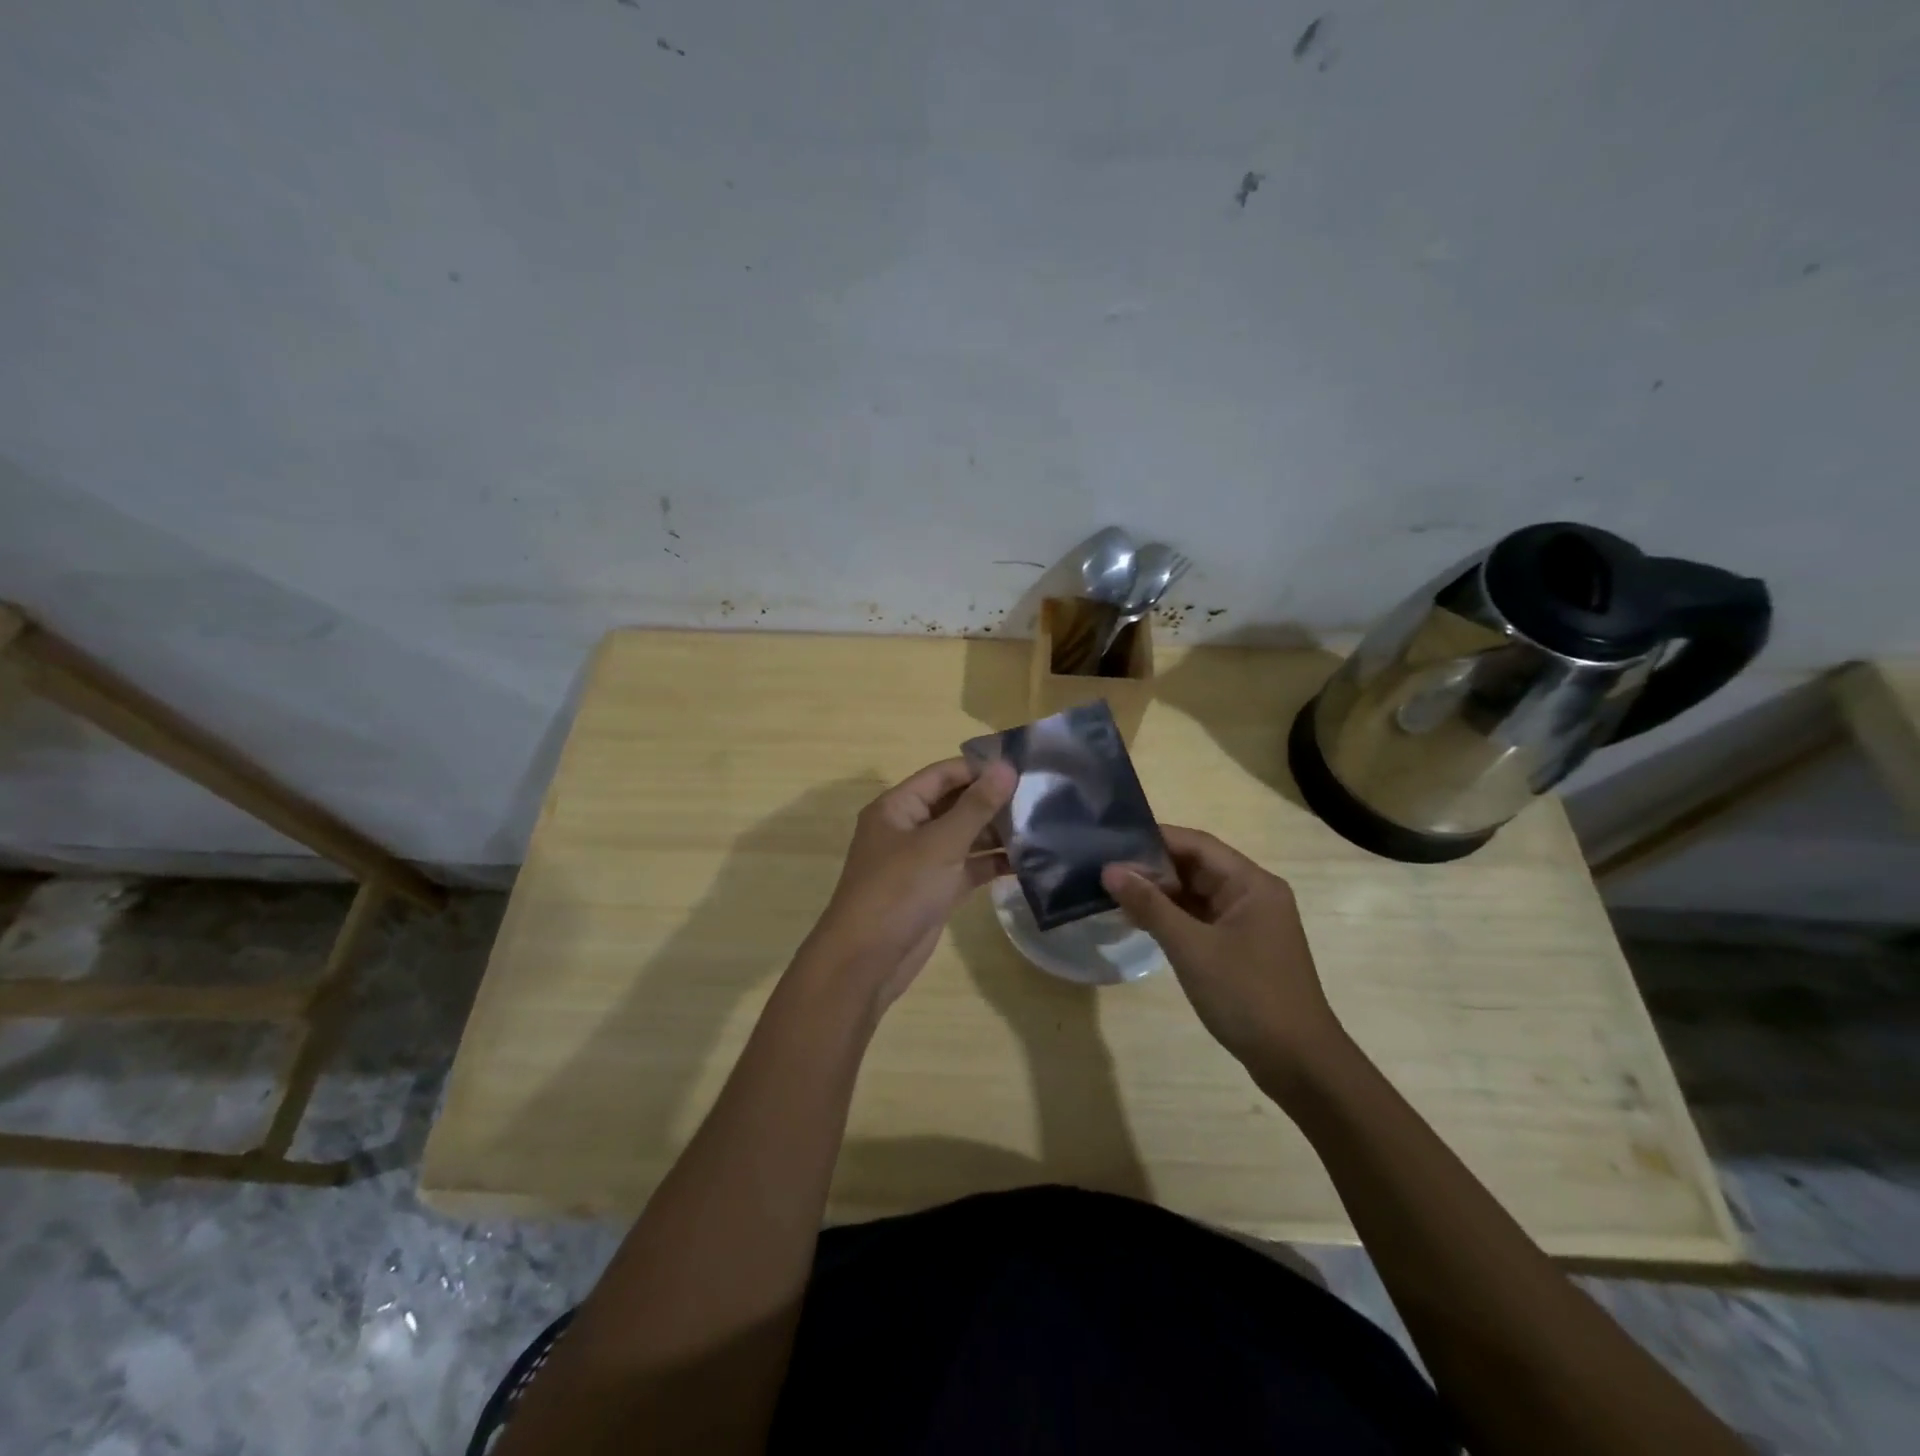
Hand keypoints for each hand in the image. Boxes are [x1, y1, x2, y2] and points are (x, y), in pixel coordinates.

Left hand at [801, 758, 1015, 1009]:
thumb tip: (1007, 767)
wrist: (867, 961)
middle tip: (1040, 796)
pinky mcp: (936, 890)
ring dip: (997, 833)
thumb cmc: (899, 891)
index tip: (1023, 766)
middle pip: (955, 804)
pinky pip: (968, 867)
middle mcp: (908, 828)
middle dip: (993, 801)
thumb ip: (976, 806)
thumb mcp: (940, 844)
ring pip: (964, 837)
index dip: (979, 769)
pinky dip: (992, 864)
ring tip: (1042, 825)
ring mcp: (922, 861)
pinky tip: (1028, 861)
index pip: (942, 775)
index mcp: (898, 807)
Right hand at [1101, 827, 1343, 1081]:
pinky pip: (1201, 919)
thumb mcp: (1192, 948)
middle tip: (1104, 871)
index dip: (1154, 839)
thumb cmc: (1248, 996)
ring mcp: (1248, 923)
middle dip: (1152, 868)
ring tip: (1112, 893)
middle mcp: (1253, 894)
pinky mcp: (1241, 948)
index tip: (1111, 842)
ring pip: (1196, 894)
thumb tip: (1110, 869)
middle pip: (1196, 866)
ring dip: (1159, 894)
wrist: (1299, 1065)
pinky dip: (1172, 918)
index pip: (1197, 844)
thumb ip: (1150, 905)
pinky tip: (1140, 921)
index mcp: (1252, 883)